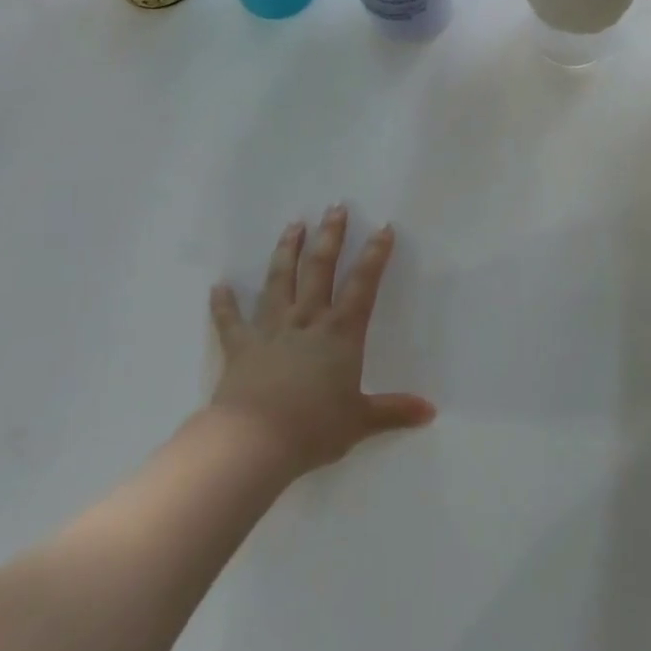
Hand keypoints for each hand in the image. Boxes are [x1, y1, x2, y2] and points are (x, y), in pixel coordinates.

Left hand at [204, 206, 434, 477]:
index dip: (375, 255)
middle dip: (329, 236)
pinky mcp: (241, 347)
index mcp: (340, 333)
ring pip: (279, 281)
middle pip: (319, 268)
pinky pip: (230, 321)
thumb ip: (394, 411)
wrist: (254, 442)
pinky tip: (218, 286)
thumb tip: (431, 412)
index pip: (362, 284)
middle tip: (335, 207)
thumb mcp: (360, 421)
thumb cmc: (313, 428)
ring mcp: (271, 330)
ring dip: (286, 251)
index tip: (383, 228)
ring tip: (292, 225)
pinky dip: (224, 304)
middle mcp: (307, 321)